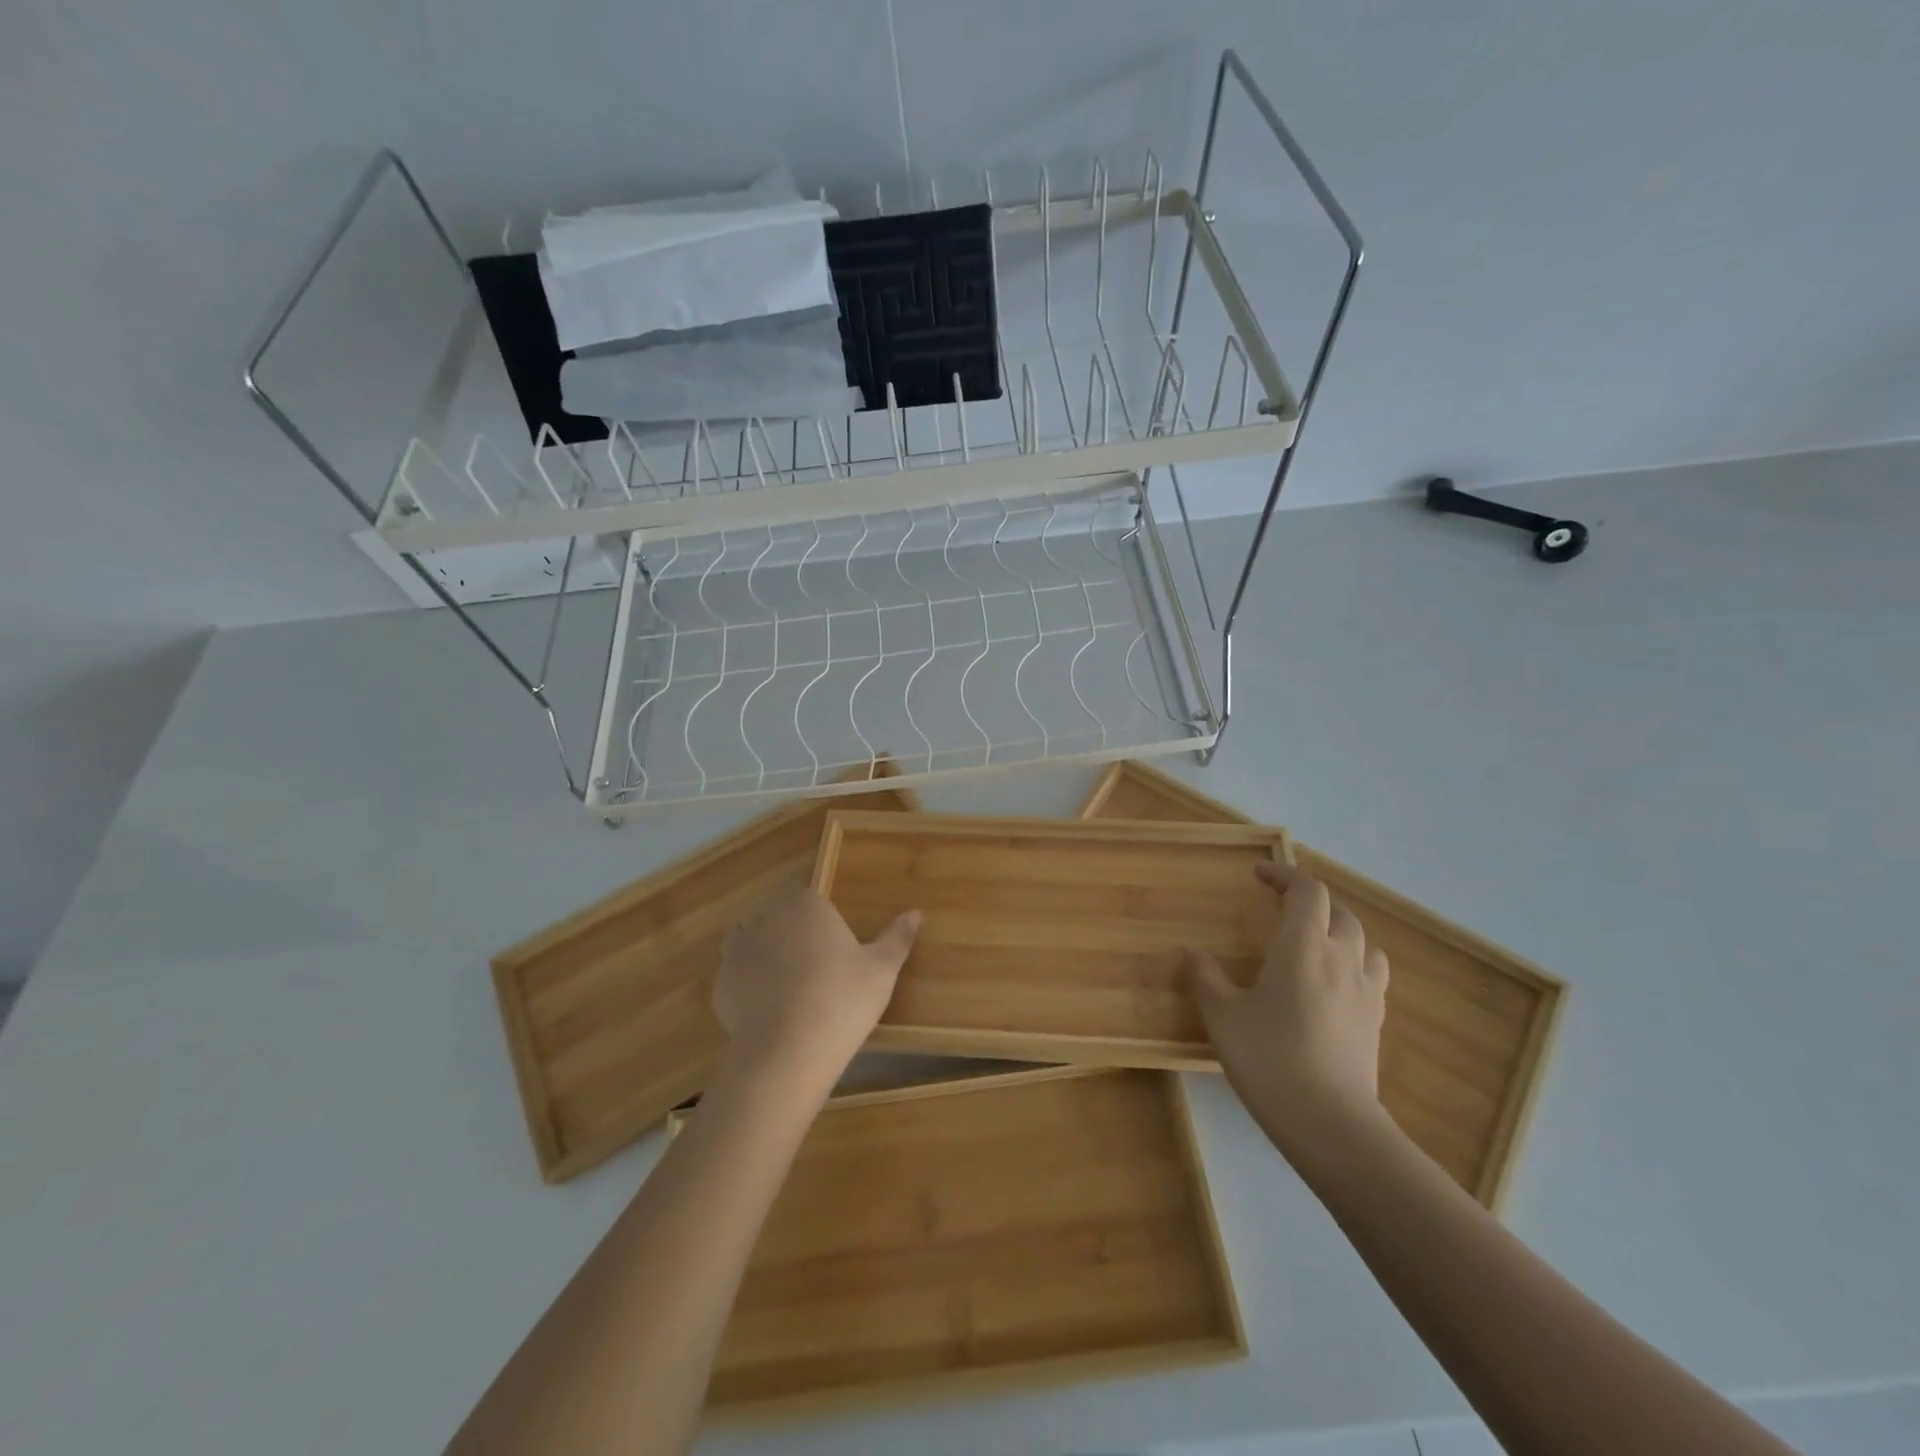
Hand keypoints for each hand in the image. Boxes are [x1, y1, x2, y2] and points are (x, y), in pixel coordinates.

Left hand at [713, 887, 920, 1084]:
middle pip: (778, 916)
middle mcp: (766, 917)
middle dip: (792, 934)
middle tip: (817, 968)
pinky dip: (750, 988)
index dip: (818, 916)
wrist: (787, 1051)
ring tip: (792, 989)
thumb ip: (897, 937)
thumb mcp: (882, 969)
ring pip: (754, 944)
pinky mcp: (720, 985)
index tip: (833, 943)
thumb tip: (916, 913)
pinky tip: (770, 1012)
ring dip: (767, 957)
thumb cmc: (842, 998)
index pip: (806, 895)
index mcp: (805, 904)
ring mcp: (737, 951)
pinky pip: (738, 978)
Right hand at [1186, 861, 1389, 1153]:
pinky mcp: (1377, 1021)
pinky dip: (1354, 964)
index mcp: (1303, 946)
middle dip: (1311, 901)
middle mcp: (1342, 958)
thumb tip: (1190, 953)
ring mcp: (1366, 990)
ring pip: (1364, 942)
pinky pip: (1372, 975)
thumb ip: (1205, 977)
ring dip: (1340, 931)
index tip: (1260, 874)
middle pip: (1339, 911)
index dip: (1285, 874)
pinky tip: (1334, 986)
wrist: (1330, 1122)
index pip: (1307, 891)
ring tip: (1315, 943)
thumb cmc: (1269, 1058)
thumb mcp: (1223, 1016)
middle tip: (1283, 908)